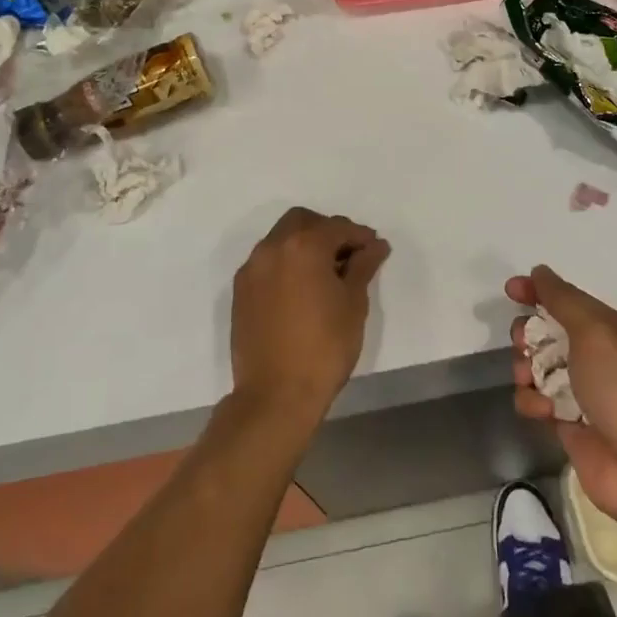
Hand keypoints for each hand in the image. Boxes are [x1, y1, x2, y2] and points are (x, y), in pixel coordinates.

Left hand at [231, 207, 389, 426]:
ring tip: (326, 274)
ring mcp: (252, 269)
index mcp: (303, 246)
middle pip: (303, 222)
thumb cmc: (325, 347)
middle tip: (348, 255)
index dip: (360, 236)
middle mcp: (272, 248)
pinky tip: (302, 289)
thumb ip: (363, 267)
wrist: (276, 394)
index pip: (337, 227)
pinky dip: (286, 263)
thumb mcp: (353, 304)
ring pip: (281, 239)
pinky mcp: (241, 291)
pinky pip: (267, 262)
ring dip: (304, 245)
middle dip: (327, 231)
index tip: (375, 250)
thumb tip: (375, 246)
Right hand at [507, 267, 616, 534]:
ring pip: (540, 367)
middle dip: (529, 334)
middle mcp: (601, 358)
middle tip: (522, 343)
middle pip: (551, 333)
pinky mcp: (572, 424)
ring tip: (528, 379)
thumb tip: (541, 272)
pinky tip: (541, 411)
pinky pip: (539, 401)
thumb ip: (564, 300)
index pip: (570, 300)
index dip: (539, 292)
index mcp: (616, 330)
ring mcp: (586, 392)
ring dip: (527, 368)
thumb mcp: (597, 334)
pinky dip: (533, 401)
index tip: (510, 290)